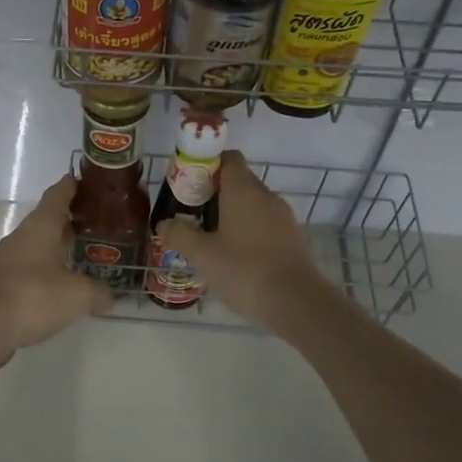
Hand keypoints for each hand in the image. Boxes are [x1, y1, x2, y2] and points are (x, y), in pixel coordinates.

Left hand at [0, 175, 112, 370]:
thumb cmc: (32, 296)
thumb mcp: (77, 295)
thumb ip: (98, 292)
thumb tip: (111, 296)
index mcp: (41, 226)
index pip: (58, 195)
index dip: (72, 186)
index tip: (87, 180)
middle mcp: (23, 237)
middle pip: (49, 220)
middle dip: (71, 219)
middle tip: (99, 222)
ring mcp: (9, 260)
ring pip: (39, 245)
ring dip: (59, 246)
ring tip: (85, 253)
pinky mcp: (3, 284)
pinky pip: (31, 269)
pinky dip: (48, 270)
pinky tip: (63, 285)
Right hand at [154, 151, 325, 329]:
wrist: (298, 303)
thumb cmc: (245, 271)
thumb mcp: (203, 255)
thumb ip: (179, 235)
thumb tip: (163, 224)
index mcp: (244, 190)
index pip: (229, 158)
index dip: (208, 165)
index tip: (190, 184)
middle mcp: (266, 196)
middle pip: (239, 182)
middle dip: (215, 194)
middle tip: (193, 216)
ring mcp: (284, 217)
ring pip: (253, 205)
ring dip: (232, 215)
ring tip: (211, 240)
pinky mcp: (293, 239)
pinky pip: (266, 225)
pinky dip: (250, 233)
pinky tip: (236, 259)